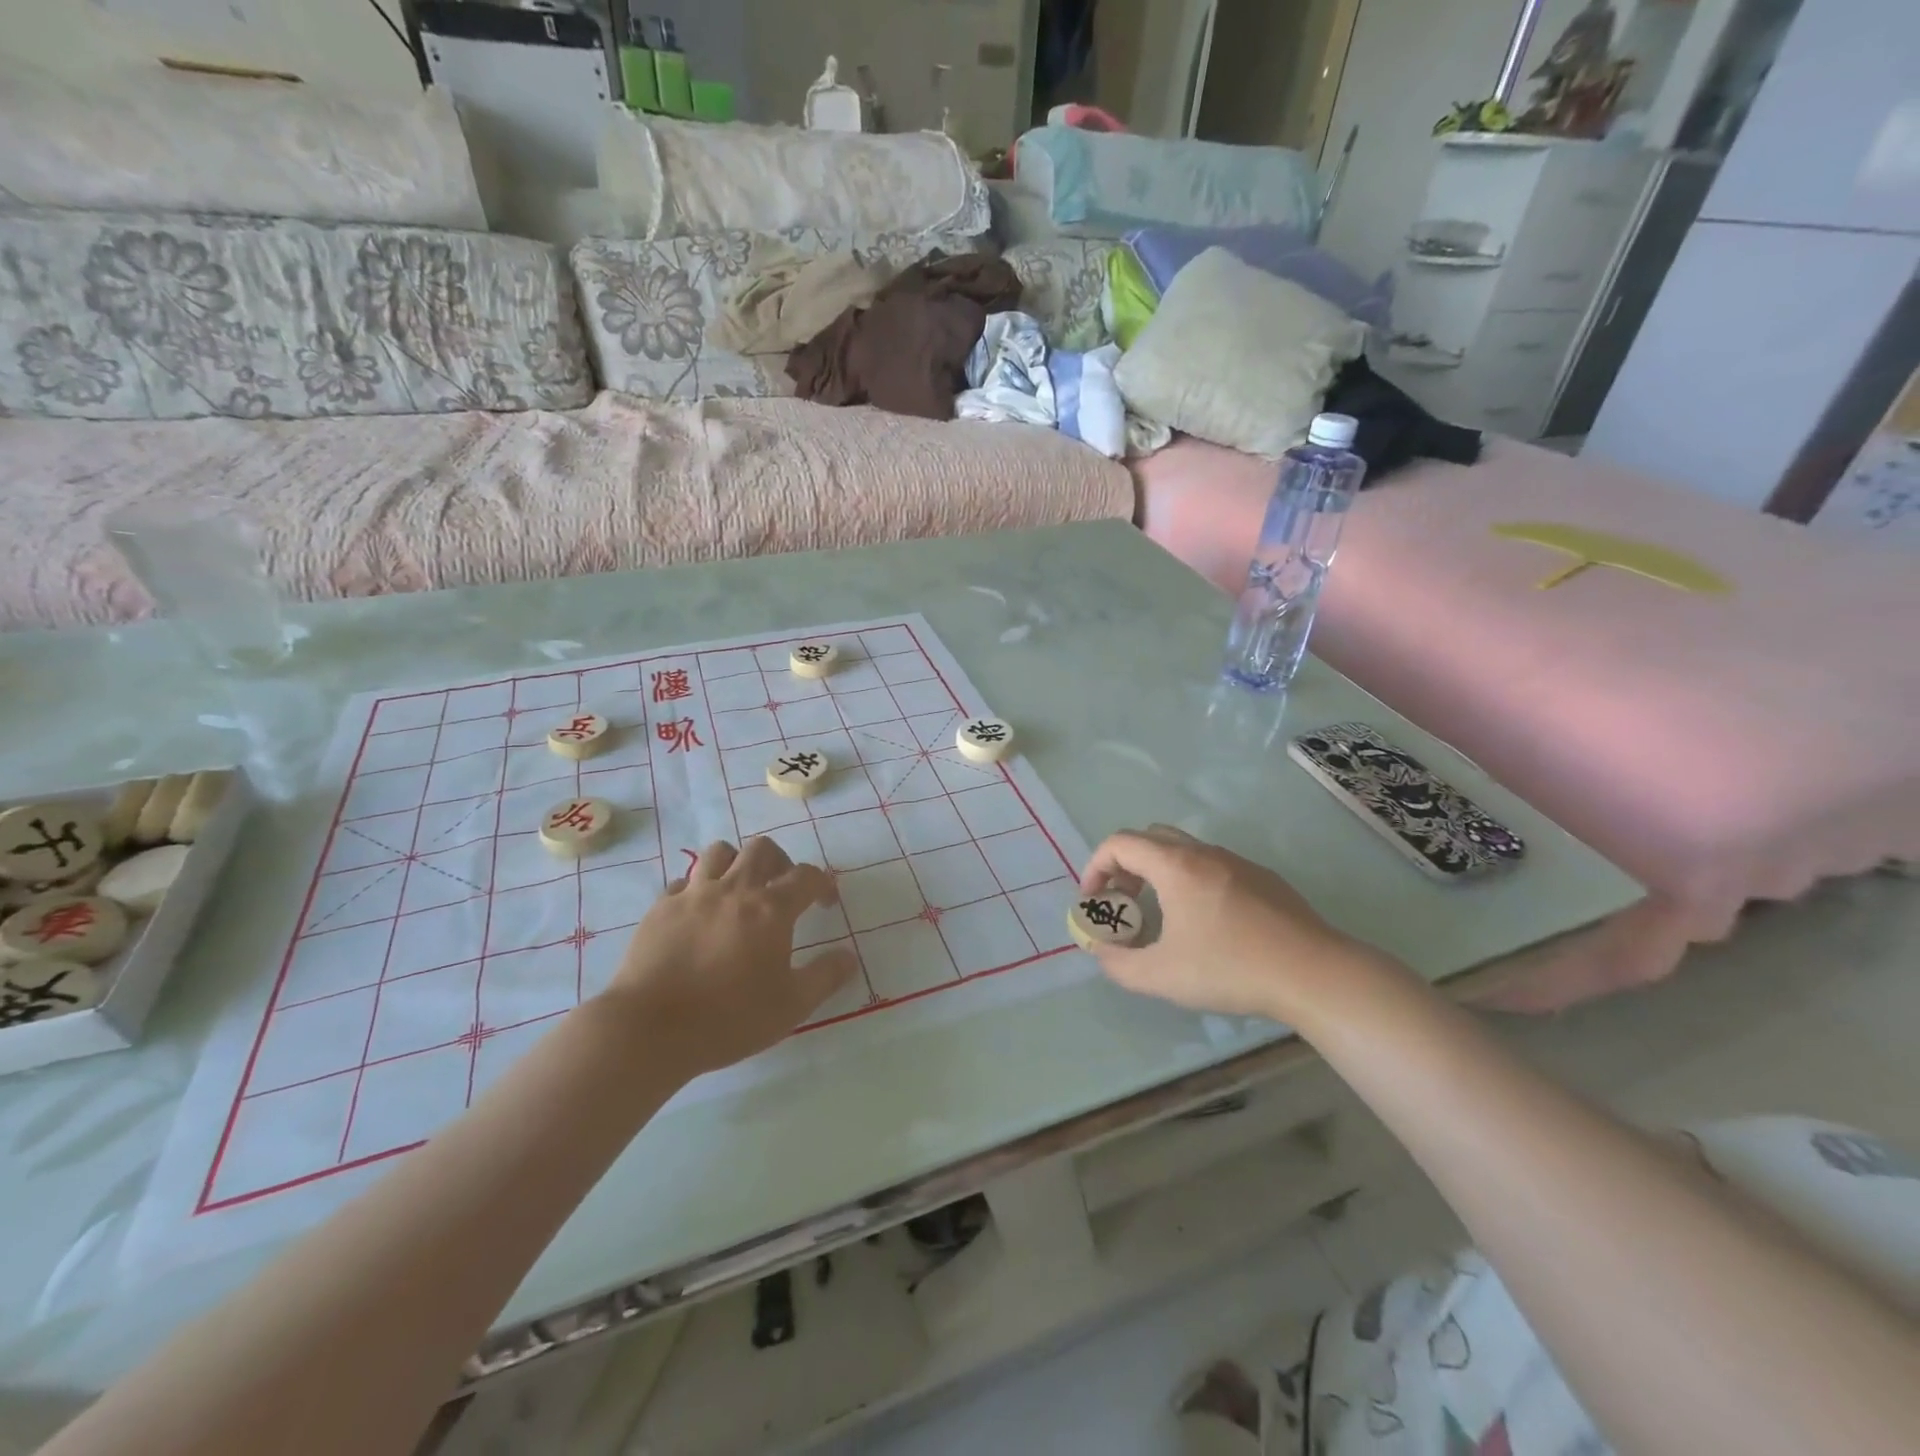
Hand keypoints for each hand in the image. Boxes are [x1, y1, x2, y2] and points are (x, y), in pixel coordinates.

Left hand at [604, 838, 854, 1076]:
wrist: (650, 1028)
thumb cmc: (729, 1018)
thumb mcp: (791, 1006)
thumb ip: (825, 977)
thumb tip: (849, 957)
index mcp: (771, 909)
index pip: (806, 876)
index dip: (822, 883)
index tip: (825, 901)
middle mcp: (734, 889)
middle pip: (761, 849)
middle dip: (780, 862)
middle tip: (782, 889)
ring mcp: (693, 894)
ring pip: (720, 852)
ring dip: (737, 863)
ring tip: (740, 890)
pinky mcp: (660, 907)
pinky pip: (684, 881)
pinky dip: (699, 888)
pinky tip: (699, 913)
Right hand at [1079, 825, 1380, 1023]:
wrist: (1314, 974)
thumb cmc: (1231, 969)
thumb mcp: (1161, 976)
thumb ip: (1119, 964)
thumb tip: (1102, 952)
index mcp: (1175, 866)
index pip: (1119, 843)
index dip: (1095, 867)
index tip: (1093, 901)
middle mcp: (1204, 852)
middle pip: (1149, 838)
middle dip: (1125, 865)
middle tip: (1124, 903)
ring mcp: (1238, 862)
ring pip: (1184, 850)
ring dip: (1158, 873)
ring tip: (1161, 915)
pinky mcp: (1263, 878)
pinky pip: (1213, 866)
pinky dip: (1191, 881)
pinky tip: (1207, 923)